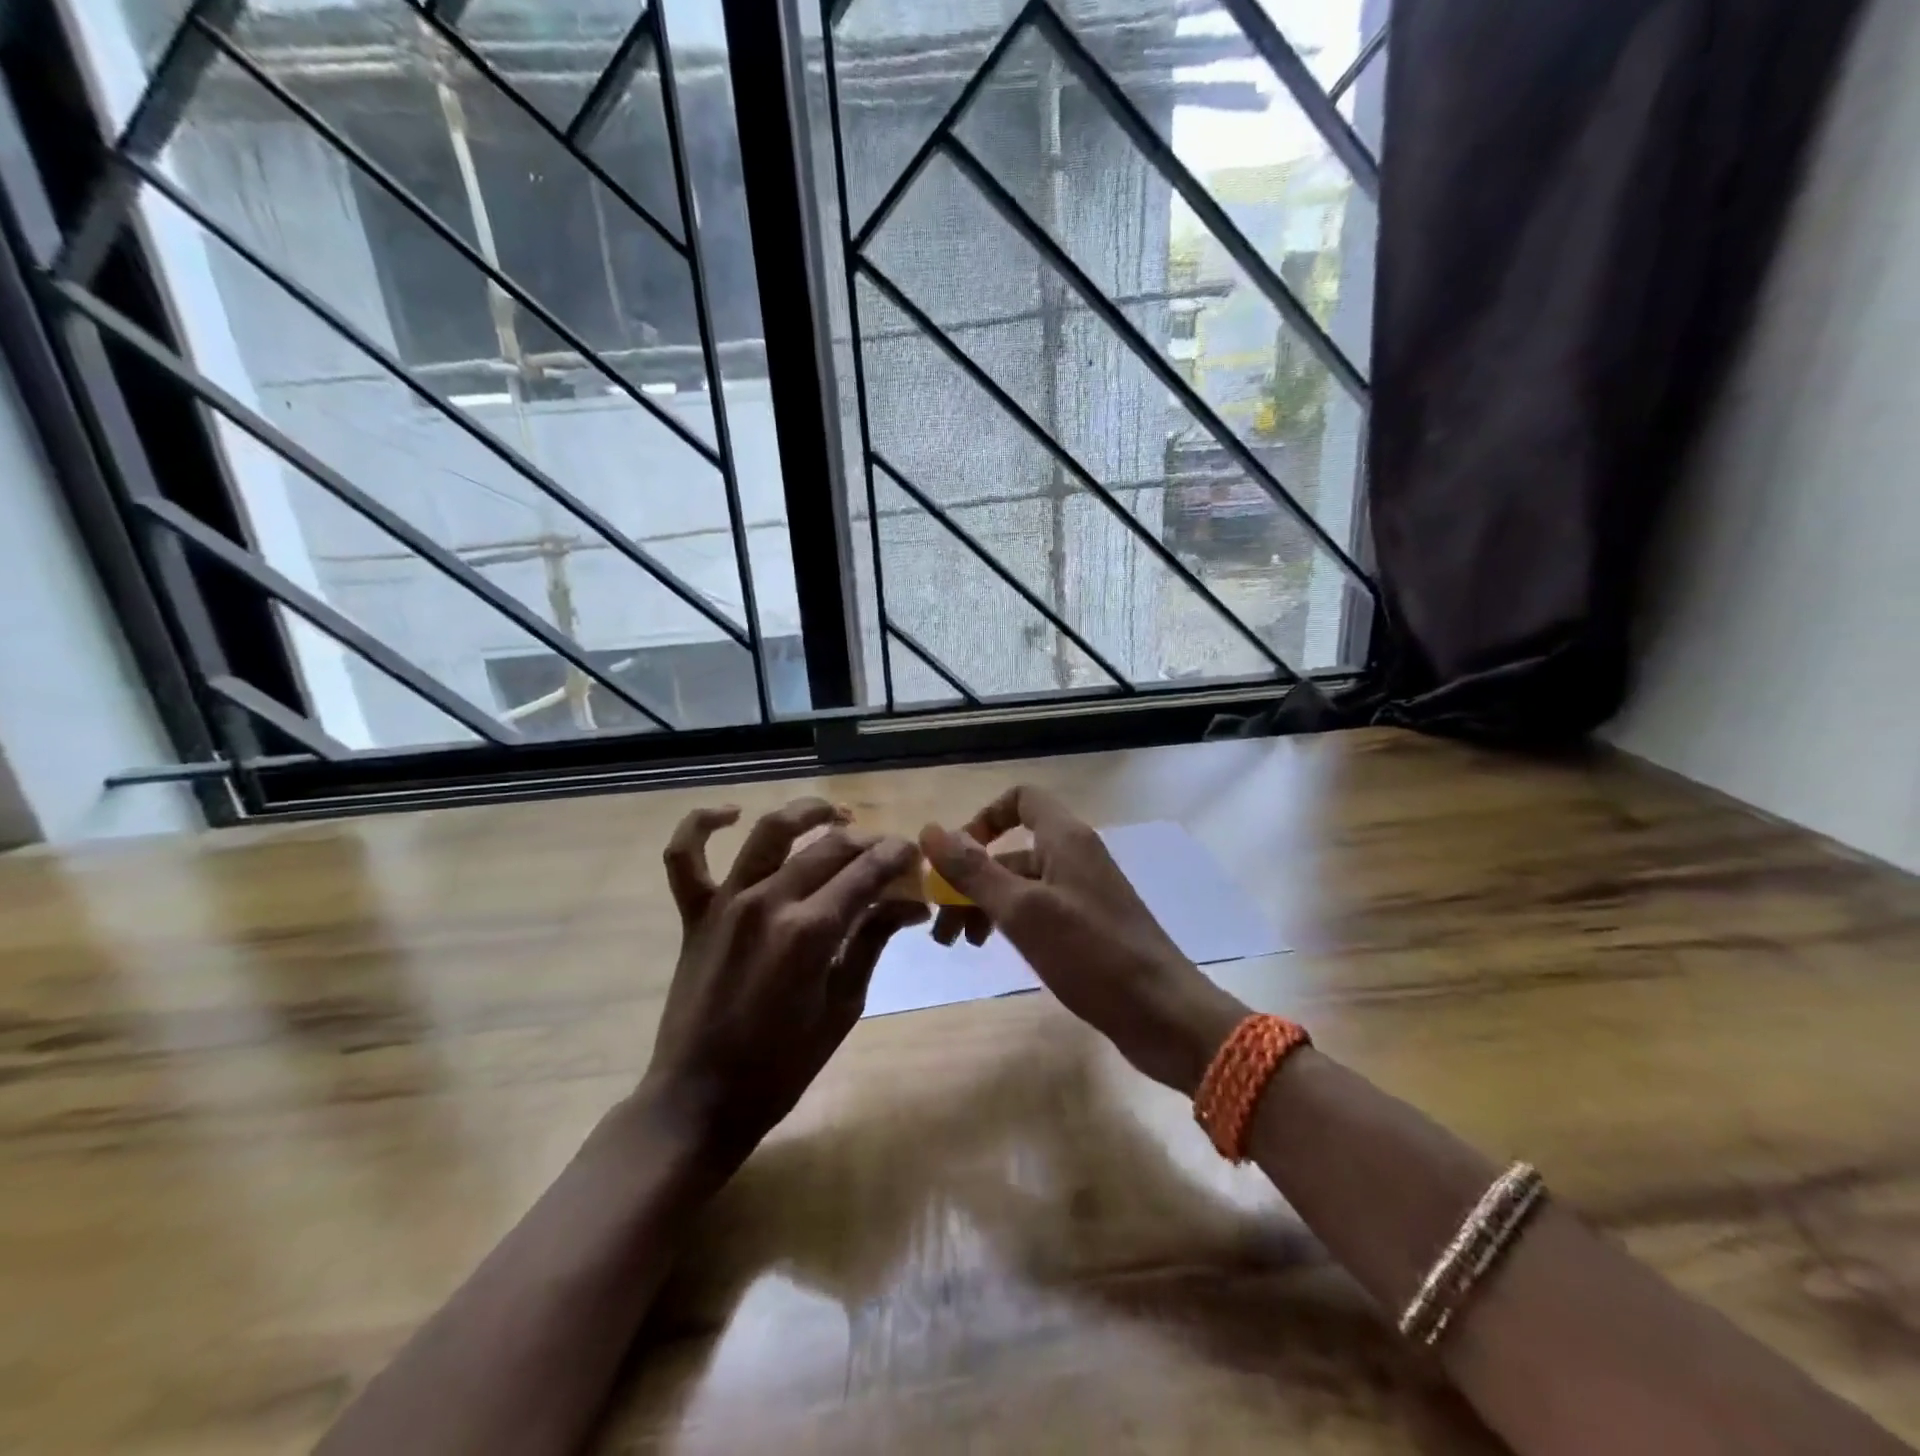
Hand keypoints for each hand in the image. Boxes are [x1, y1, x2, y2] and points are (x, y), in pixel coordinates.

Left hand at [643, 798, 927, 1169]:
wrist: (700, 1100)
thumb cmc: (782, 1066)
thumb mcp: (843, 1006)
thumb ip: (872, 942)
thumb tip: (911, 905)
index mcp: (810, 932)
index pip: (866, 872)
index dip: (897, 857)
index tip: (915, 855)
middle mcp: (768, 902)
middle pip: (829, 848)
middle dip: (868, 842)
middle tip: (888, 853)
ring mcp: (726, 902)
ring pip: (769, 833)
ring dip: (806, 813)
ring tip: (834, 812)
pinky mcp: (694, 913)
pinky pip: (684, 858)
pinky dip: (701, 825)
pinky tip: (731, 814)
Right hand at [920, 786, 1246, 1094]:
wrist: (1164, 1015)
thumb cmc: (1092, 955)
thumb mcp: (1023, 911)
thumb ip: (975, 871)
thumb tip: (930, 831)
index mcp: (1065, 839)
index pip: (1020, 800)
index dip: (984, 819)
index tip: (955, 857)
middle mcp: (1075, 857)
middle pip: (1012, 850)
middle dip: (971, 880)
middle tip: (942, 926)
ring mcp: (1083, 893)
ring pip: (1021, 885)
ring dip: (985, 905)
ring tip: (961, 945)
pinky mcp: (1088, 927)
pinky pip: (1038, 911)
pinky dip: (1011, 923)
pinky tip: (996, 950)